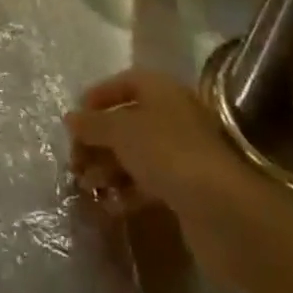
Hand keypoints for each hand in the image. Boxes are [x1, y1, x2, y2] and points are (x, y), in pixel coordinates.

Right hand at [66, 70, 270, 278]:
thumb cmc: (167, 153)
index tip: (75, 120)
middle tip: (74, 161)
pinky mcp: (187, 187)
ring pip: (136, 155)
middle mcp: (173, 116)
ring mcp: (182, 153)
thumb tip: (70, 119)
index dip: (98, 97)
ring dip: (108, 169)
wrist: (222, 209)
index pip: (124, 83)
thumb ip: (92, 124)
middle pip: (127, 122)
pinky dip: (126, 192)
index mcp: (161, 91)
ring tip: (86, 187)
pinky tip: (109, 206)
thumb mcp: (121, 131)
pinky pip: (148, 183)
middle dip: (98, 141)